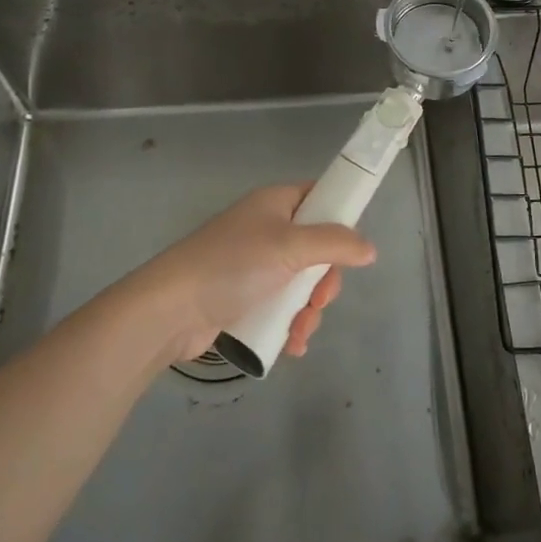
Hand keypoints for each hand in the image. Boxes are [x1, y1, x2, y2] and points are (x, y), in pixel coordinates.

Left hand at [128, 184, 377, 362]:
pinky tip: (291, 344)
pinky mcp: (243, 298)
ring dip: (309, 310)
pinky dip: (290, 324)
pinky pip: (280, 306)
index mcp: (275, 204)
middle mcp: (266, 230)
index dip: (339, 219)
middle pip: (316, 248)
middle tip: (321, 299)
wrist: (169, 310)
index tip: (350, 248)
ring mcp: (253, 266)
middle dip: (324, 281)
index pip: (319, 198)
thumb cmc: (233, 265)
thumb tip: (370, 249)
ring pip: (301, 283)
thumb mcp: (291, 247)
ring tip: (301, 331)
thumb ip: (336, 244)